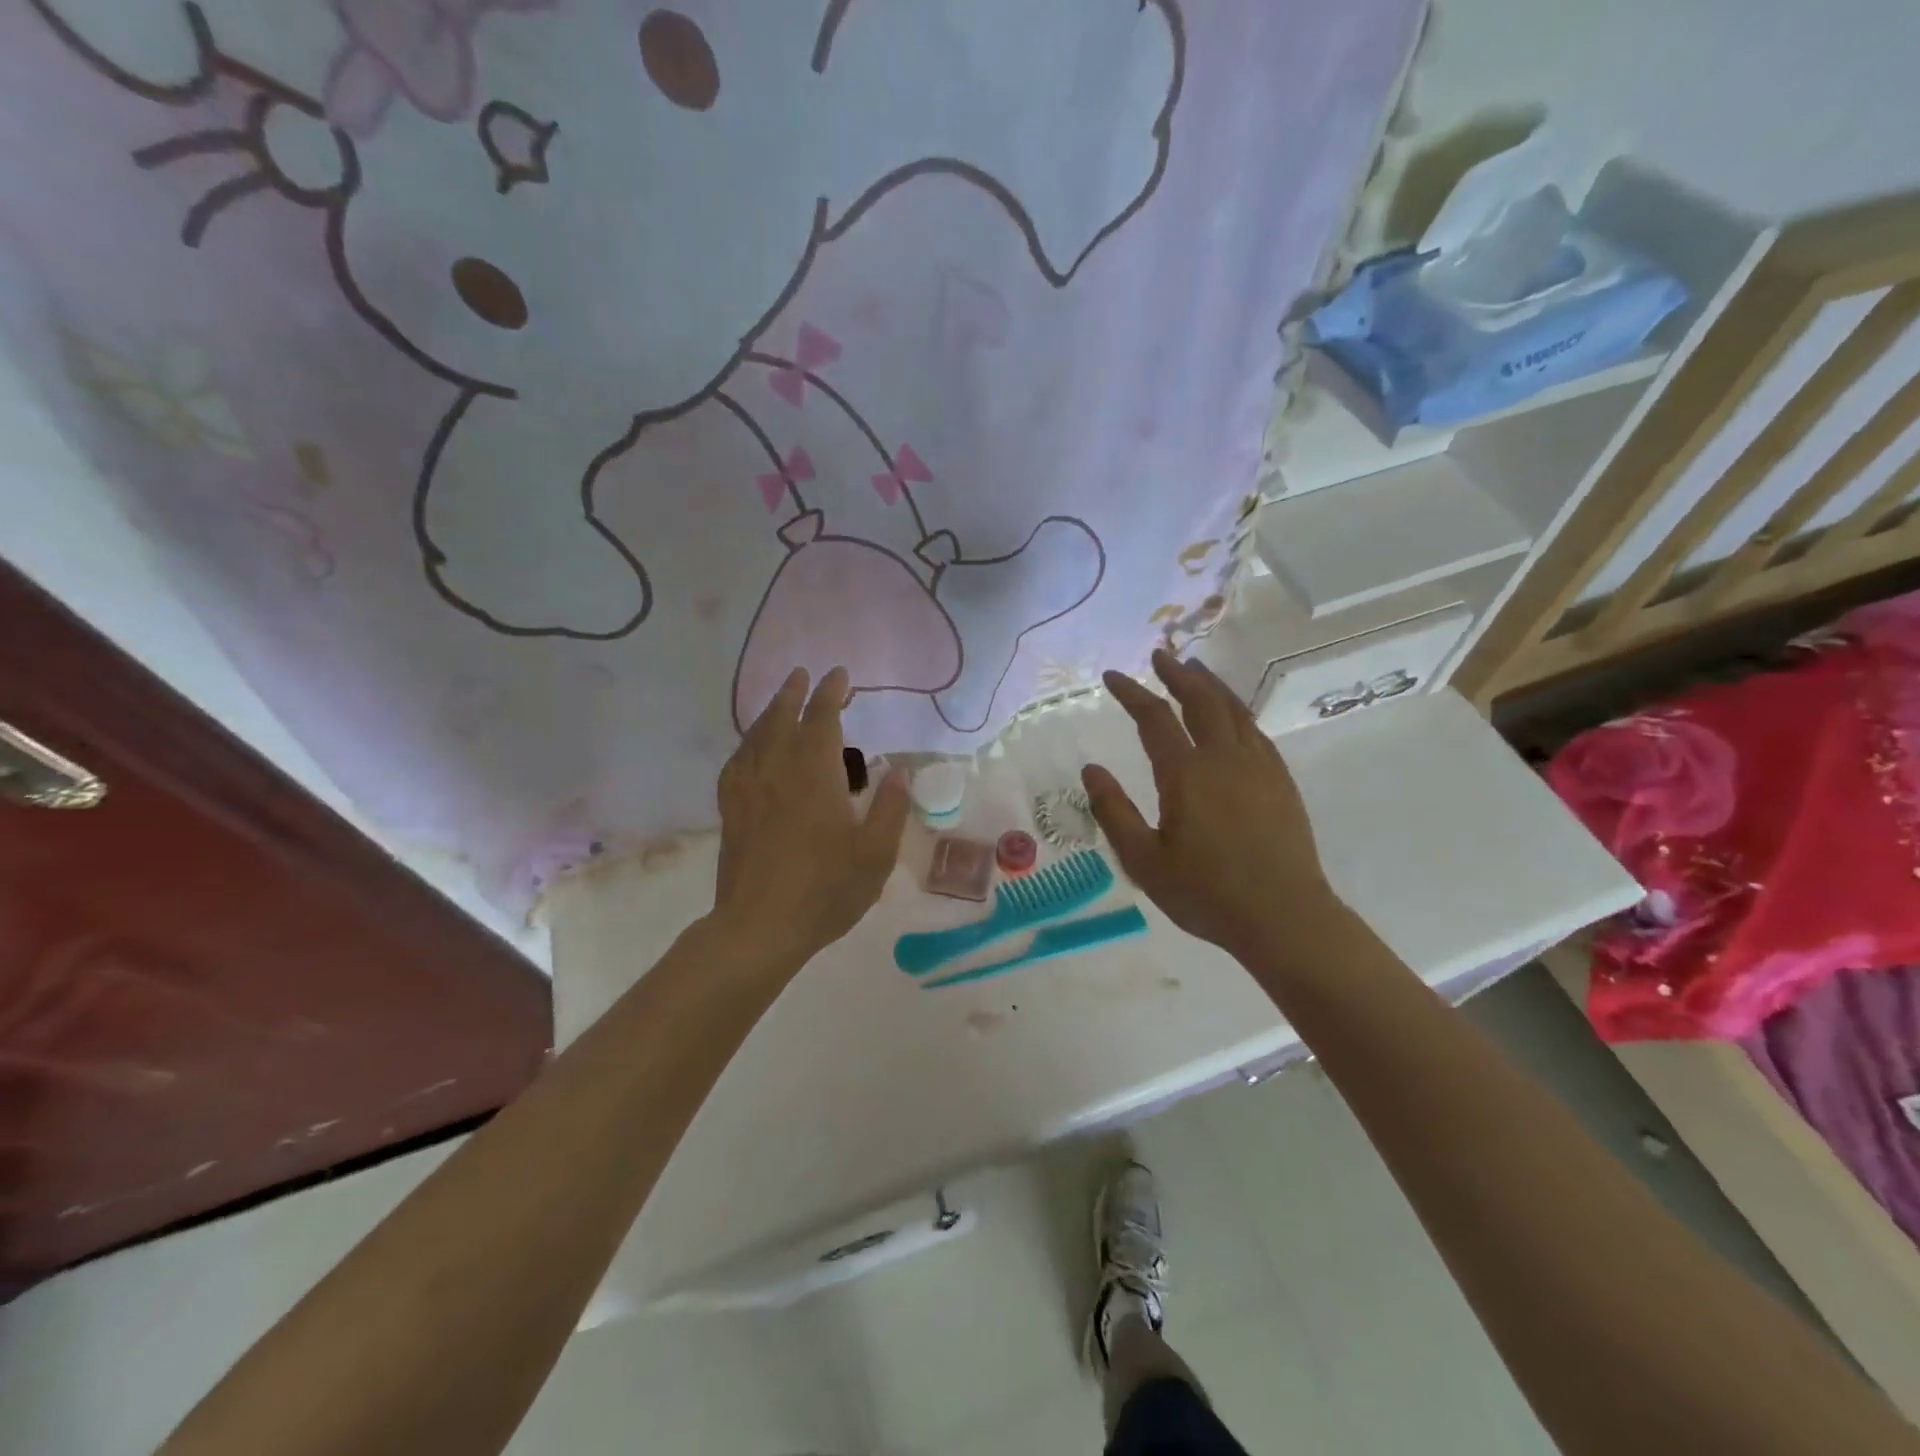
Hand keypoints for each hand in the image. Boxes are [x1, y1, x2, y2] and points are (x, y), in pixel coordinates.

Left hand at [713, 666, 910, 965]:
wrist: (760, 928)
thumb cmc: (826, 890)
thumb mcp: (875, 854)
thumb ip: (890, 808)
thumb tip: (899, 772)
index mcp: (815, 774)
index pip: (823, 719)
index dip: (831, 693)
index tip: (840, 675)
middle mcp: (778, 770)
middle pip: (783, 718)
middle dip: (795, 693)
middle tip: (803, 674)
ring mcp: (749, 789)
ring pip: (756, 736)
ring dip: (770, 712)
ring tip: (780, 701)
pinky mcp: (731, 811)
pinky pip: (736, 763)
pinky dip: (747, 745)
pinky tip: (751, 749)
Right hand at [1083, 650, 1337, 961]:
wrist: (1284, 917)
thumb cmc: (1206, 894)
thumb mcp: (1144, 861)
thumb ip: (1114, 812)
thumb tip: (1092, 769)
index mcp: (1187, 776)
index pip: (1154, 719)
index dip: (1131, 693)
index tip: (1112, 676)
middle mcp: (1224, 759)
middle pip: (1200, 701)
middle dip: (1177, 675)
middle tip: (1161, 655)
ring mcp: (1259, 767)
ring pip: (1234, 711)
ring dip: (1210, 686)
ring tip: (1195, 670)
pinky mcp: (1281, 781)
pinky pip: (1256, 731)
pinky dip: (1237, 712)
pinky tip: (1232, 716)